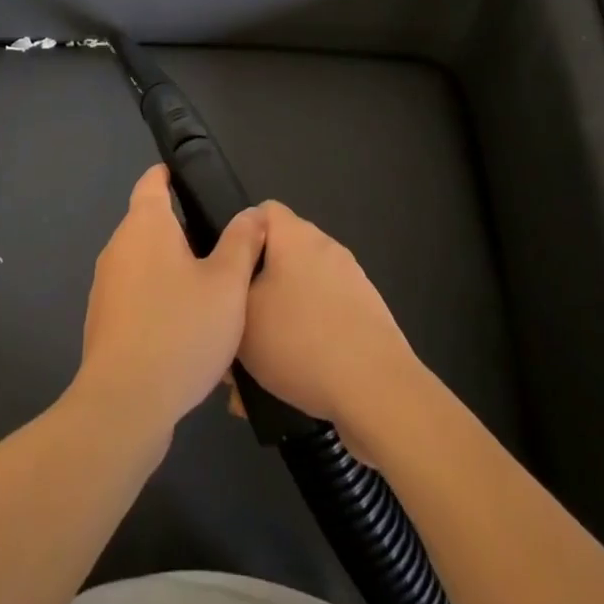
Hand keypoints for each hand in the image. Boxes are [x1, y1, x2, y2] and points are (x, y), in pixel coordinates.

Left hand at [73, 164, 265, 433]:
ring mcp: (106, 286)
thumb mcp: (227, 284)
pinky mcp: (104, 322)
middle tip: (221, 244)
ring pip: (144, 263)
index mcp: (145, 225)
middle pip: (150, 223)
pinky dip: (159, 301)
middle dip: (181, 229)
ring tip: (210, 290)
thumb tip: (253, 213)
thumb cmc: (180, 330)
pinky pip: (137, 297)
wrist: (124, 404)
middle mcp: (119, 246)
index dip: (169, 175)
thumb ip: (242, 242)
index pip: (152, 182)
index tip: (190, 179)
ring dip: (172, 269)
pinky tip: (186, 330)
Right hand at [235, 202, 419, 455]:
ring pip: (301, 294)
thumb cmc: (300, 340)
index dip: (240, 237)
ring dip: (280, 322)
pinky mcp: (368, 317)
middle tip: (237, 327)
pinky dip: (307, 342)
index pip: (262, 212)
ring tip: (258, 370)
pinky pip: (325, 320)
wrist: (377, 391)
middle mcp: (326, 248)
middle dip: (258, 290)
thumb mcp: (242, 315)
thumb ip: (229, 291)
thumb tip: (233, 281)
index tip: (226, 274)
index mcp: (295, 235)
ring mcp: (352, 282)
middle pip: (281, 256)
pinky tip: (290, 384)